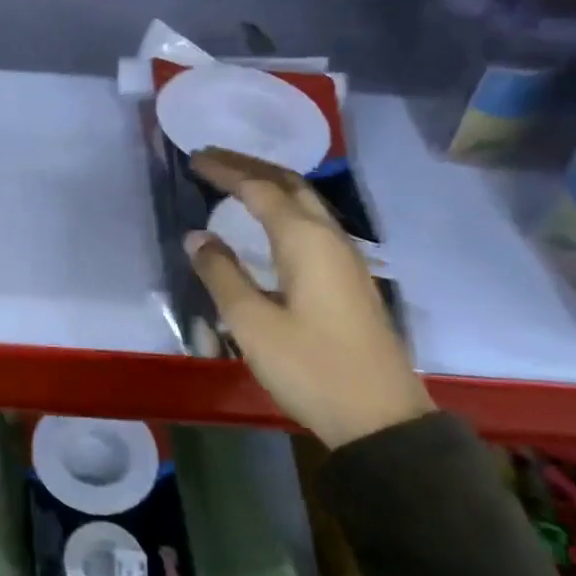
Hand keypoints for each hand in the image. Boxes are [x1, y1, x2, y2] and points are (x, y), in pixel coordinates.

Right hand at [184, 147, 432, 448]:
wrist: (381, 417)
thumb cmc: (311, 368)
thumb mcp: (252, 324)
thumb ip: (221, 274)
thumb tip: (197, 236)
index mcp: (305, 241)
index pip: (259, 189)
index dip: (225, 171)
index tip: (194, 158)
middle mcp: (329, 237)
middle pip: (289, 183)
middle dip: (249, 165)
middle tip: (212, 158)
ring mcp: (346, 257)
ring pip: (305, 201)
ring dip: (269, 182)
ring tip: (236, 179)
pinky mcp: (349, 277)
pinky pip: (312, 221)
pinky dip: (284, 205)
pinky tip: (270, 220)